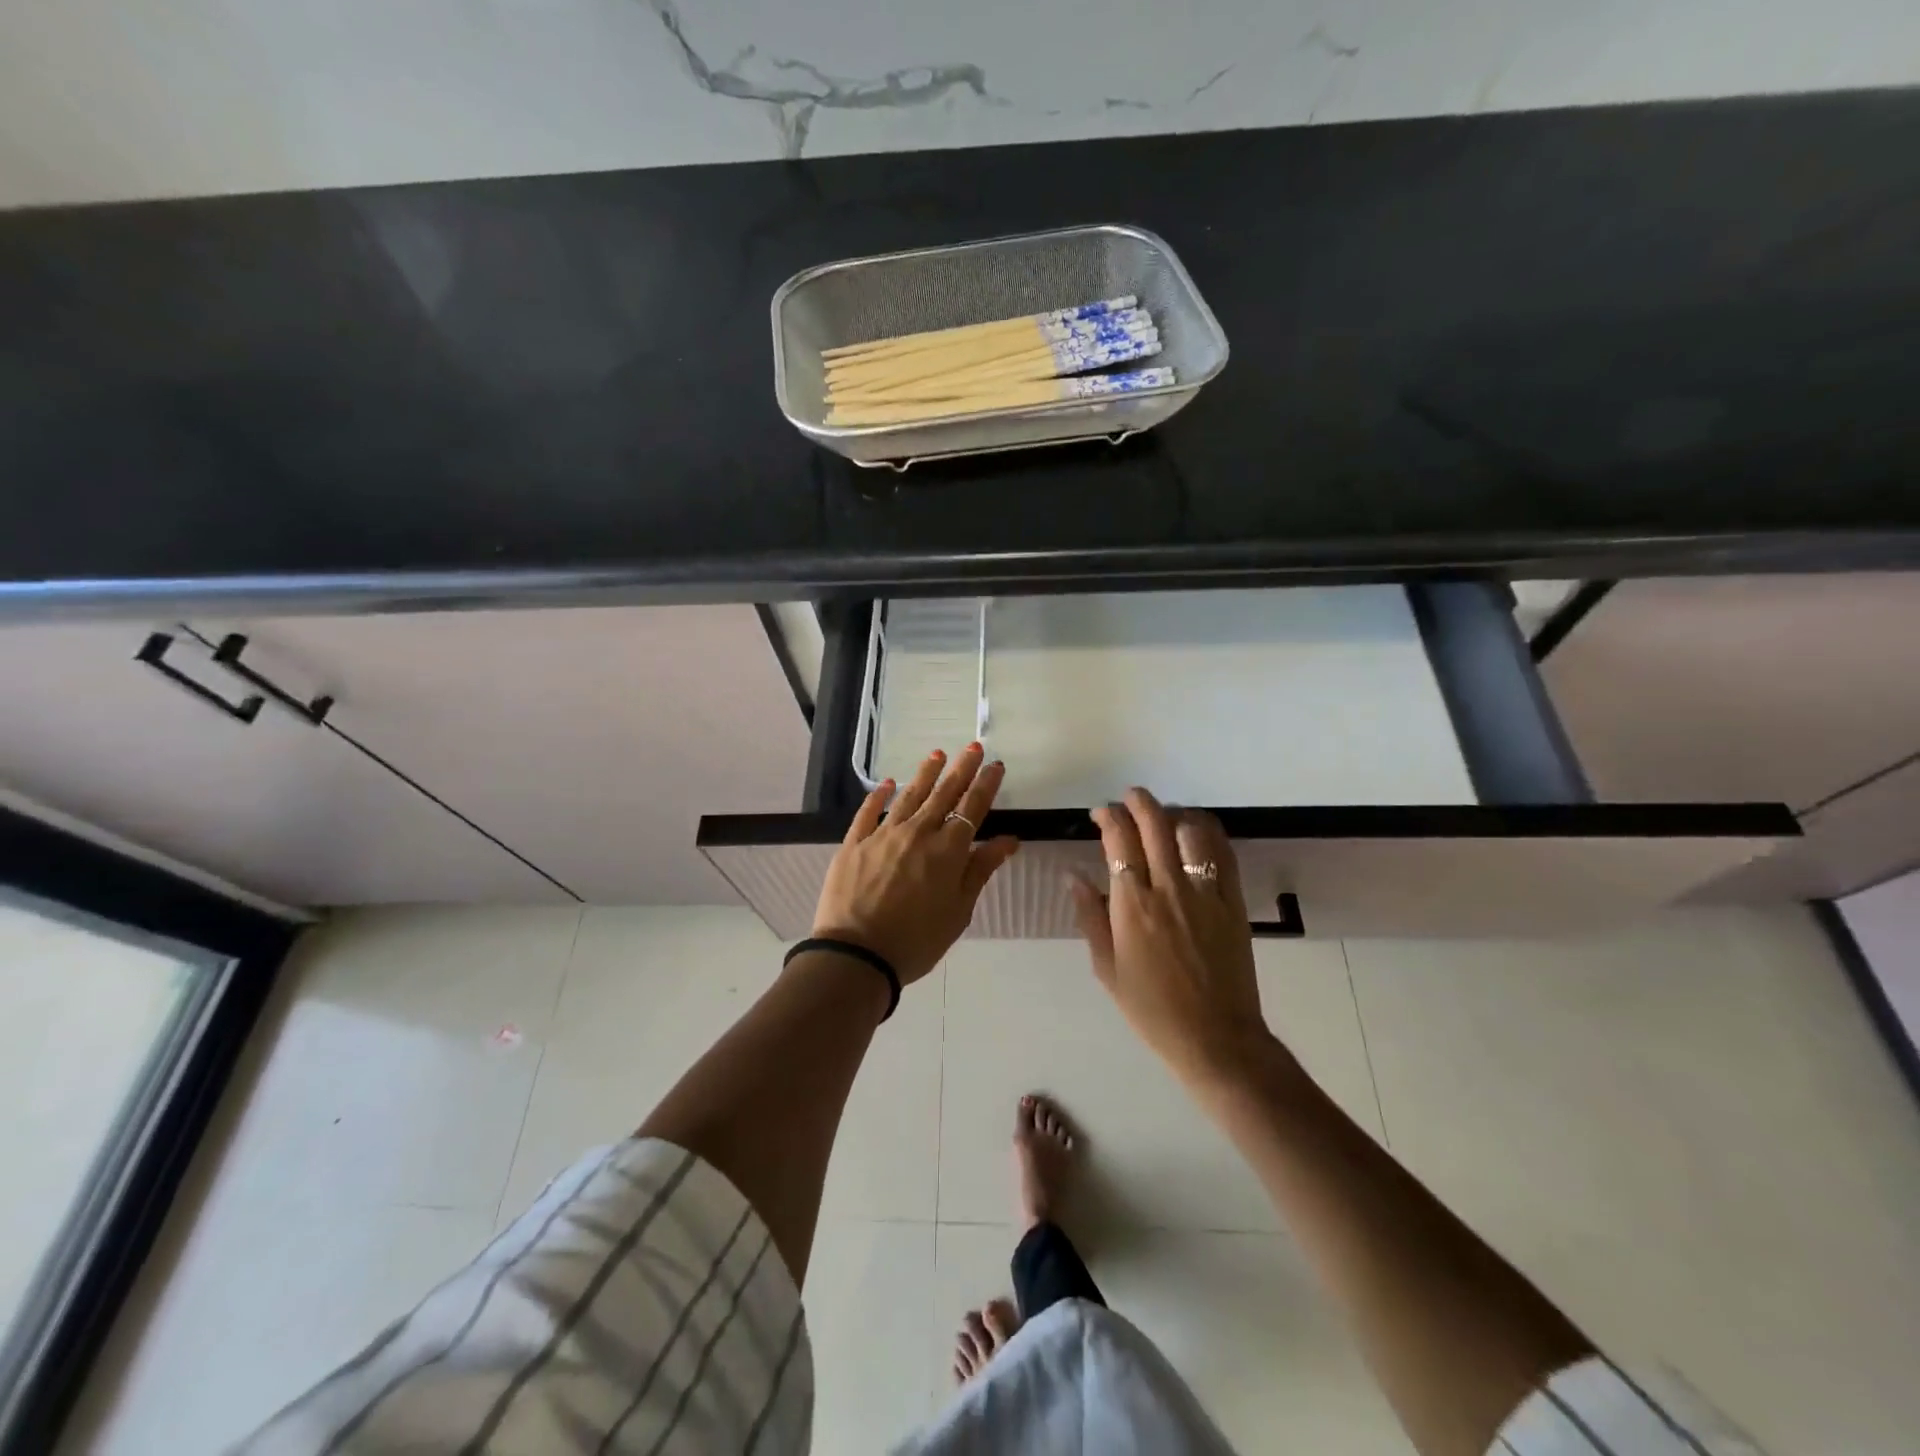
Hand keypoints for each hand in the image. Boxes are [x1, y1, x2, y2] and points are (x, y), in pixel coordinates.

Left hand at [810, 743, 1019, 989]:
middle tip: (972, 747)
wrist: (857, 954)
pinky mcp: (854, 844)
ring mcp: (882, 835)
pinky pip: (868, 812)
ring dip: (925, 774)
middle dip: (961, 769)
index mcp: (948, 851)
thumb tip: (1008, 839)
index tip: (995, 766)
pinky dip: (878, 796)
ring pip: (908, 796)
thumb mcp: (959, 911)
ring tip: (937, 754)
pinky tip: (886, 784)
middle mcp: (917, 833)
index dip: (985, 785)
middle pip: (943, 794)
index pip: (972, 808)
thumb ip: (981, 870)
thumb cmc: (916, 940)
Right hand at [1071, 788, 1272, 1086]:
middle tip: (1128, 799)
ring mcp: (1206, 891)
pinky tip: (1195, 832)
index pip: (1119, 839)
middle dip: (1138, 801)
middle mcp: (1168, 888)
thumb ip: (1090, 916)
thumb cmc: (1152, 1008)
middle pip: (1155, 823)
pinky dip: (1208, 830)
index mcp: (1132, 905)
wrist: (1216, 1038)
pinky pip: (1223, 851)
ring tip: (1163, 817)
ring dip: (1173, 813)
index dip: (1109, 816)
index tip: (1102, 815)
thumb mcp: (1107, 967)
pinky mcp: (1234, 900)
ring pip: (1191, 829)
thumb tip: (1073, 876)